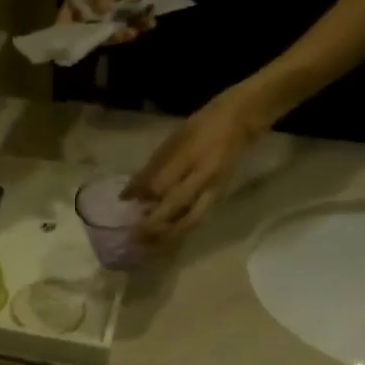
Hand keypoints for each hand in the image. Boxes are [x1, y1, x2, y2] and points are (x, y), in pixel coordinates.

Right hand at [59, 0, 163, 39]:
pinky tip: (149, 22)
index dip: (66, 38)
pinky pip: (132, 22)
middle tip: (120, 34)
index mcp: (75, 2)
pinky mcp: (128, 9)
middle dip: (106, 36)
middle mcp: (90, 12)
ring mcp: (110, 12)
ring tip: (136, 30)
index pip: (66, 25)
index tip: (71, 49)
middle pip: (93, 33)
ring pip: (114, 30)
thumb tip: (103, 15)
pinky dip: (141, 23)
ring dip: (125, 32)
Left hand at [127, 85, 269, 242]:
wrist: (241, 121)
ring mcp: (214, 189)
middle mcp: (204, 176)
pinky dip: (180, 230)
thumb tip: (129, 195)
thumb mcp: (173, 140)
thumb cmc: (202, 126)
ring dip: (167, 235)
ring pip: (189, 221)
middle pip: (175, 208)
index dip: (140, 197)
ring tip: (148, 243)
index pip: (161, 185)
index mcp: (191, 157)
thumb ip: (152, 168)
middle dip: (152, 226)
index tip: (123, 205)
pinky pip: (197, 219)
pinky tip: (165, 235)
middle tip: (133, 237)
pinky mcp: (219, 197)